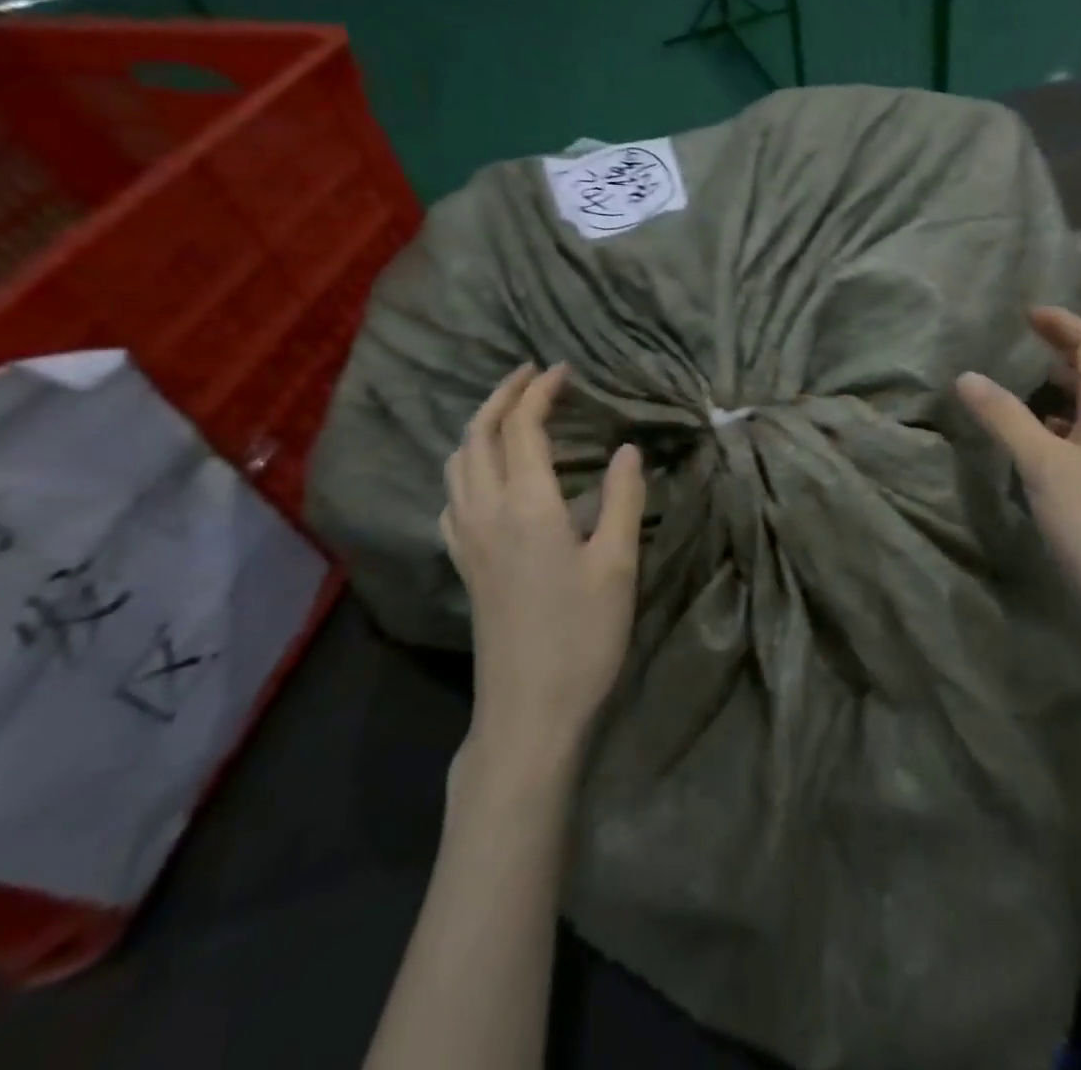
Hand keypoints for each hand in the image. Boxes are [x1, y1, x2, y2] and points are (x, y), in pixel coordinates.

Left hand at [440, 363, 645, 771]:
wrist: (529, 711)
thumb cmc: (582, 636)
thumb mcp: (618, 565)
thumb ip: (623, 500)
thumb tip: (628, 450)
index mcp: (527, 505)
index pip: (523, 427)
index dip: (541, 391)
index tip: (564, 370)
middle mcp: (486, 512)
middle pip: (478, 434)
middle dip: (502, 395)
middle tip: (532, 375)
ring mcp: (468, 540)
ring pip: (457, 463)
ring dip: (480, 426)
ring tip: (511, 416)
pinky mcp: (464, 564)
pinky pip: (452, 496)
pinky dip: (467, 467)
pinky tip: (487, 478)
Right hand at [956, 307, 1080, 633]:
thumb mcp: (1042, 464)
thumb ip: (1005, 417)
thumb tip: (967, 376)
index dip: (1064, 323)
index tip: (1028, 314)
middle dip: (1064, 349)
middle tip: (1026, 341)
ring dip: (1064, 386)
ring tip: (1027, 381)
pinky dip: (1062, 422)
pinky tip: (1040, 438)